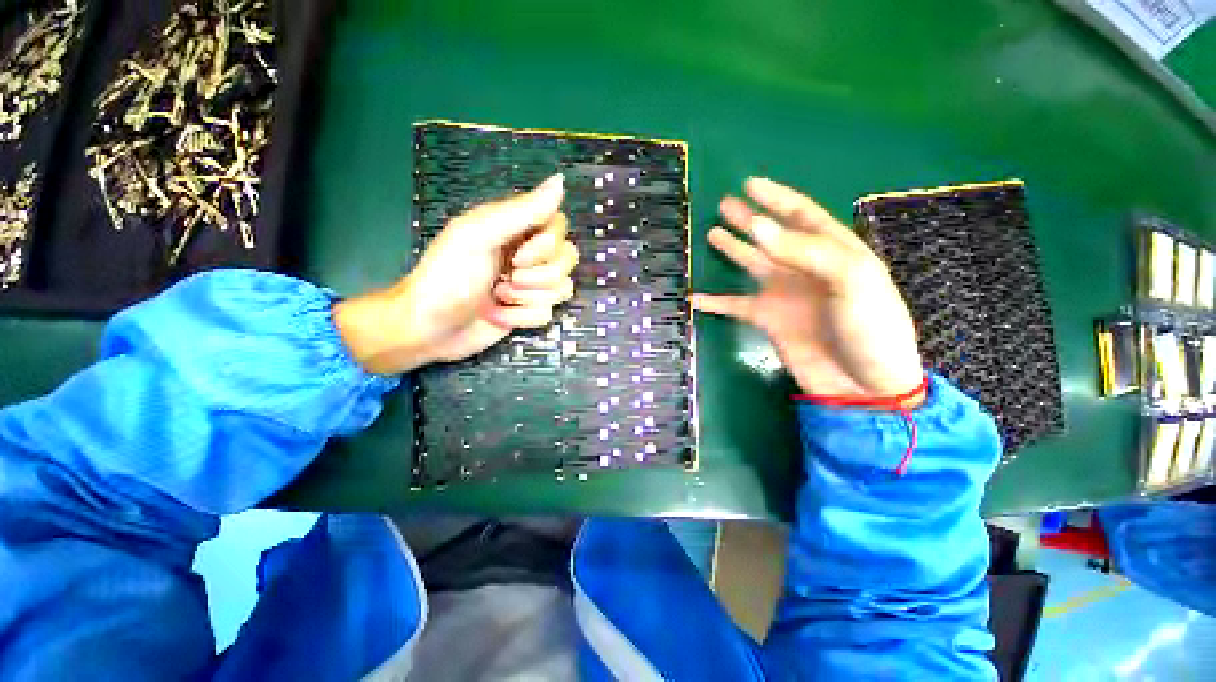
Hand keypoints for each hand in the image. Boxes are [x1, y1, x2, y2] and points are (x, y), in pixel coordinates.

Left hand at [334, 174, 577, 374]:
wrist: (430, 329)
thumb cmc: (447, 277)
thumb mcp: (478, 236)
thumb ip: (521, 211)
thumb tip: (560, 181)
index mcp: (515, 229)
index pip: (560, 225)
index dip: (547, 245)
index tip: (517, 255)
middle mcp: (528, 254)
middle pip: (567, 257)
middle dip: (537, 276)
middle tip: (505, 276)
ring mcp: (531, 284)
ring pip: (562, 287)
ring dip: (527, 297)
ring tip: (498, 296)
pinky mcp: (530, 311)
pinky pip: (548, 312)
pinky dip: (522, 317)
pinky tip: (498, 315)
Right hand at [692, 178, 922, 400]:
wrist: (863, 385)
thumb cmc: (870, 327)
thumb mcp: (851, 279)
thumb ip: (804, 251)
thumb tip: (758, 228)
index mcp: (834, 252)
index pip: (802, 215)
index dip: (777, 198)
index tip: (750, 184)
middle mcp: (805, 268)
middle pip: (772, 236)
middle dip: (750, 219)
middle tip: (724, 204)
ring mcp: (784, 294)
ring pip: (751, 265)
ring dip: (733, 250)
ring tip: (712, 234)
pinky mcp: (767, 319)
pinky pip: (735, 306)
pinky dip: (714, 302)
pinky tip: (695, 297)